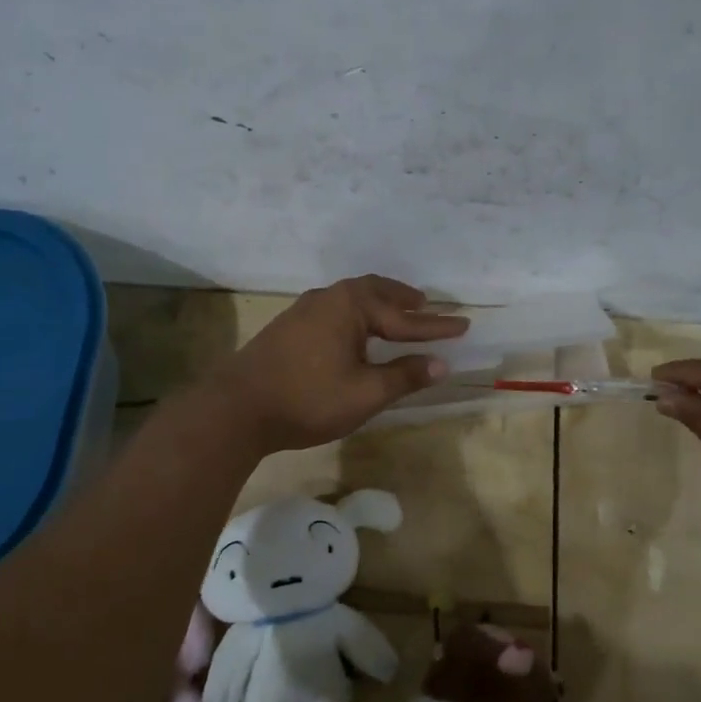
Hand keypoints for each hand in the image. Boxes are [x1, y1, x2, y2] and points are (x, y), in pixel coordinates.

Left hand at [207, 275, 467, 452]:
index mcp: (352, 306)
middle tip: (428, 305)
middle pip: (377, 293)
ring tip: (397, 312)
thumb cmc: (308, 399)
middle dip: (405, 300)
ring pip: (353, 297)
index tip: (465, 325)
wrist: (236, 408)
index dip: (437, 326)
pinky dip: (358, 312)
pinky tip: (355, 329)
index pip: (406, 318)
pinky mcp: (290, 325)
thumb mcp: (365, 393)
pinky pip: (336, 308)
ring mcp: (305, 309)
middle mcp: (329, 297)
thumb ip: (405, 376)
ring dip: (380, 303)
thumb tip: (442, 364)